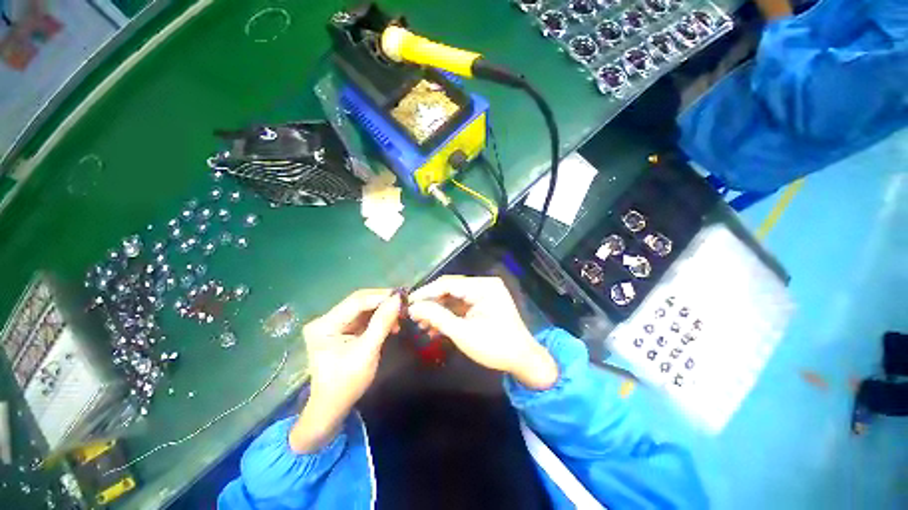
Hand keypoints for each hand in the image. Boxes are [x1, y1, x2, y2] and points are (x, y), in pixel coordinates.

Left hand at [291, 289, 400, 452]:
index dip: (381, 297)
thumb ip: (382, 323)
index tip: (403, 296)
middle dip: (383, 302)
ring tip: (400, 316)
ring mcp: (333, 323)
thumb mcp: (367, 351)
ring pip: (363, 307)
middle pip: (359, 301)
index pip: (356, 302)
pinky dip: (379, 318)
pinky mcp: (341, 328)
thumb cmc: (347, 383)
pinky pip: (363, 316)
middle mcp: (325, 319)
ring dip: (383, 310)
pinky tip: (391, 323)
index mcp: (324, 325)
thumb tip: (397, 299)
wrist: (333, 407)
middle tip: (404, 305)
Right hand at [408, 276, 557, 389]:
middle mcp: (483, 285)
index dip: (426, 293)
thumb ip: (437, 317)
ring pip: (453, 298)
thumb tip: (413, 307)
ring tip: (421, 325)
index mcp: (483, 287)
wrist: (523, 360)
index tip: (408, 303)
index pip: (448, 284)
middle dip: (431, 304)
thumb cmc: (495, 347)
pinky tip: (434, 328)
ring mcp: (483, 294)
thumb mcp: (463, 333)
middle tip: (413, 317)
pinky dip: (448, 315)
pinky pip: (460, 306)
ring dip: (437, 311)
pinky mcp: (482, 304)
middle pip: (450, 289)